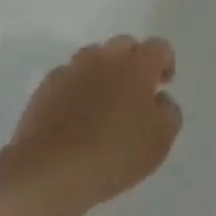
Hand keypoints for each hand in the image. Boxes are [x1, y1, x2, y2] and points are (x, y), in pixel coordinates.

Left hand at [6, 36, 180, 215]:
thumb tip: (158, 98)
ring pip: (94, 58)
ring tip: (103, 104)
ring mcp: (71, 69)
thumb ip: (169, 111)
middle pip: (125, 45)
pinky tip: (76, 117)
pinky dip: (77, 88)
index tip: (162, 86)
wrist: (49, 170)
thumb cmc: (114, 154)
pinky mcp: (46, 86)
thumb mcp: (160, 140)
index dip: (165, 63)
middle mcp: (103, 58)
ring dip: (104, 72)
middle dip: (134, 62)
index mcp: (136, 66)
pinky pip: (69, 77)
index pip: (159, 47)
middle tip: (135, 94)